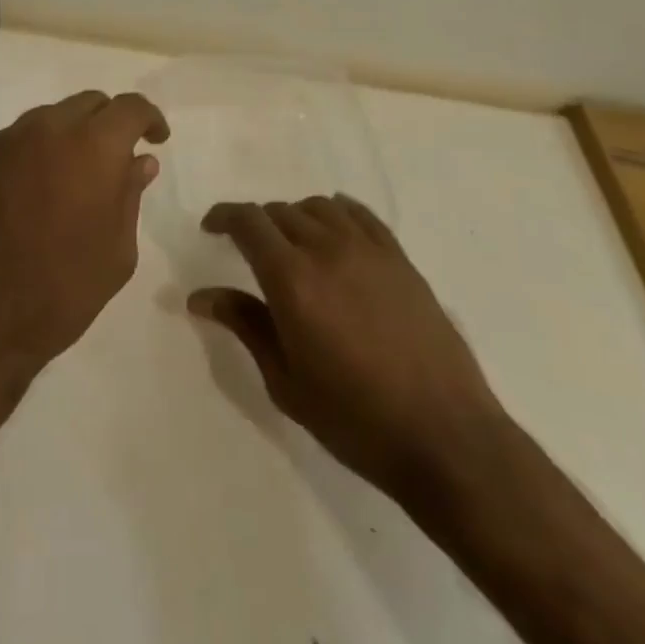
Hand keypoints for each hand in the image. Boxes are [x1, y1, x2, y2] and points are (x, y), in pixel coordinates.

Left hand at [0, 91, 170, 391]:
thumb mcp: (115, 254)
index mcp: (91, 148)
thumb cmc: (58, 296)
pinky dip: (19, 163)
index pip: (129, 107)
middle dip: (104, 124)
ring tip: (59, 185)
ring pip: (41, 122)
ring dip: (60, 141)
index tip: (154, 139)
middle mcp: (43, 130)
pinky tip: (14, 203)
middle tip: (108, 162)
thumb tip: (139, 160)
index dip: (148, 118)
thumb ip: (129, 196)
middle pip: (84, 104)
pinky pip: (2, 147)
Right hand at [190, 195, 504, 500]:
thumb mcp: (286, 381)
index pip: (248, 222)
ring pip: (318, 207)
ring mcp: (368, 249)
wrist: (444, 437)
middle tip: (250, 251)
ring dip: (295, 218)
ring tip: (293, 246)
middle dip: (257, 225)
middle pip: (280, 212)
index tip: (211, 228)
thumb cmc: (354, 419)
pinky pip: (359, 214)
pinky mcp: (399, 258)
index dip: (223, 216)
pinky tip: (334, 232)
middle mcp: (326, 249)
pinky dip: (337, 212)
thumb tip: (200, 296)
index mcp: (291, 279)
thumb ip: (245, 325)